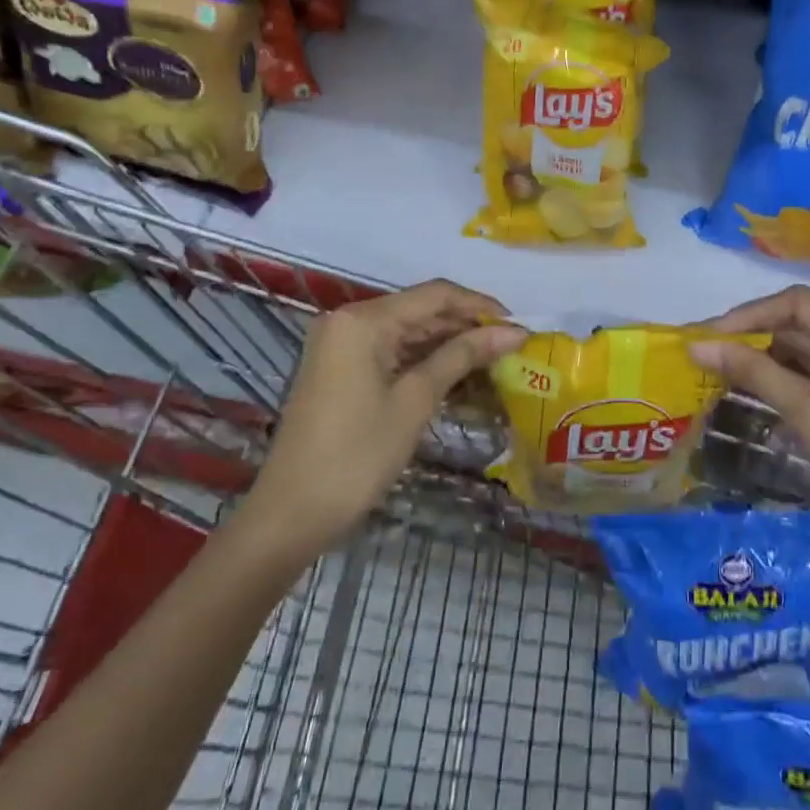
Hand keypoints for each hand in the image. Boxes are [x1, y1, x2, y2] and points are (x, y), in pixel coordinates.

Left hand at [239, 281, 526, 557]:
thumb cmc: (357, 455)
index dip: (480, 306)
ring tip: (493, 364)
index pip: (435, 295)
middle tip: (511, 349)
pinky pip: (391, 353)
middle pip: (421, 311)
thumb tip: (514, 331)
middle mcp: (349, 320)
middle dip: (466, 328)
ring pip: (408, 333)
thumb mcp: (415, 400)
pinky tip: (458, 379)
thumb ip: (463, 356)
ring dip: (448, 347)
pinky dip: (424, 363)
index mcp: (363, 319)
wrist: (291, 515)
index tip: (519, 326)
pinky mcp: (340, 370)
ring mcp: (341, 345)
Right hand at [689, 286, 809, 561]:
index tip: (706, 334)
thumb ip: (755, 373)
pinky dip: (789, 378)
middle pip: (807, 325)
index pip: (802, 305)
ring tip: (719, 369)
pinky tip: (753, 386)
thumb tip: (697, 345)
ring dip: (768, 359)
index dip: (749, 315)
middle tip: (705, 352)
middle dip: (755, 338)